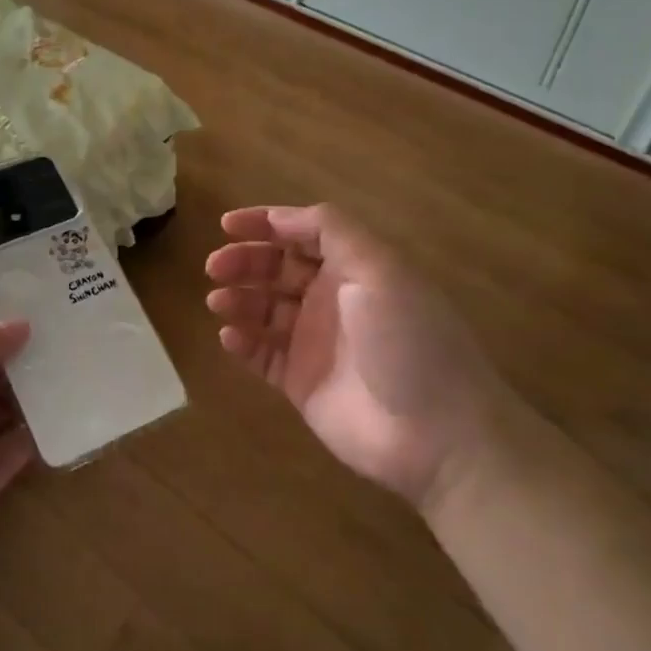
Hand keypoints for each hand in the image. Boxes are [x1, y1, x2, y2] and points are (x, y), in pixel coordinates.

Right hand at [205, 204, 508, 512]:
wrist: (436, 435)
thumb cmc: (408, 340)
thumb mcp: (380, 269)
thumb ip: (333, 231)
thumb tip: (283, 216)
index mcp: (354, 267)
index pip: (302, 233)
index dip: (265, 224)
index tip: (226, 225)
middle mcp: (332, 298)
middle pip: (277, 268)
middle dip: (245, 261)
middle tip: (215, 267)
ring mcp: (315, 342)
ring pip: (264, 309)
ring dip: (238, 299)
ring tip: (218, 302)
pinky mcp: (301, 381)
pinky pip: (262, 354)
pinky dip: (243, 342)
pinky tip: (230, 337)